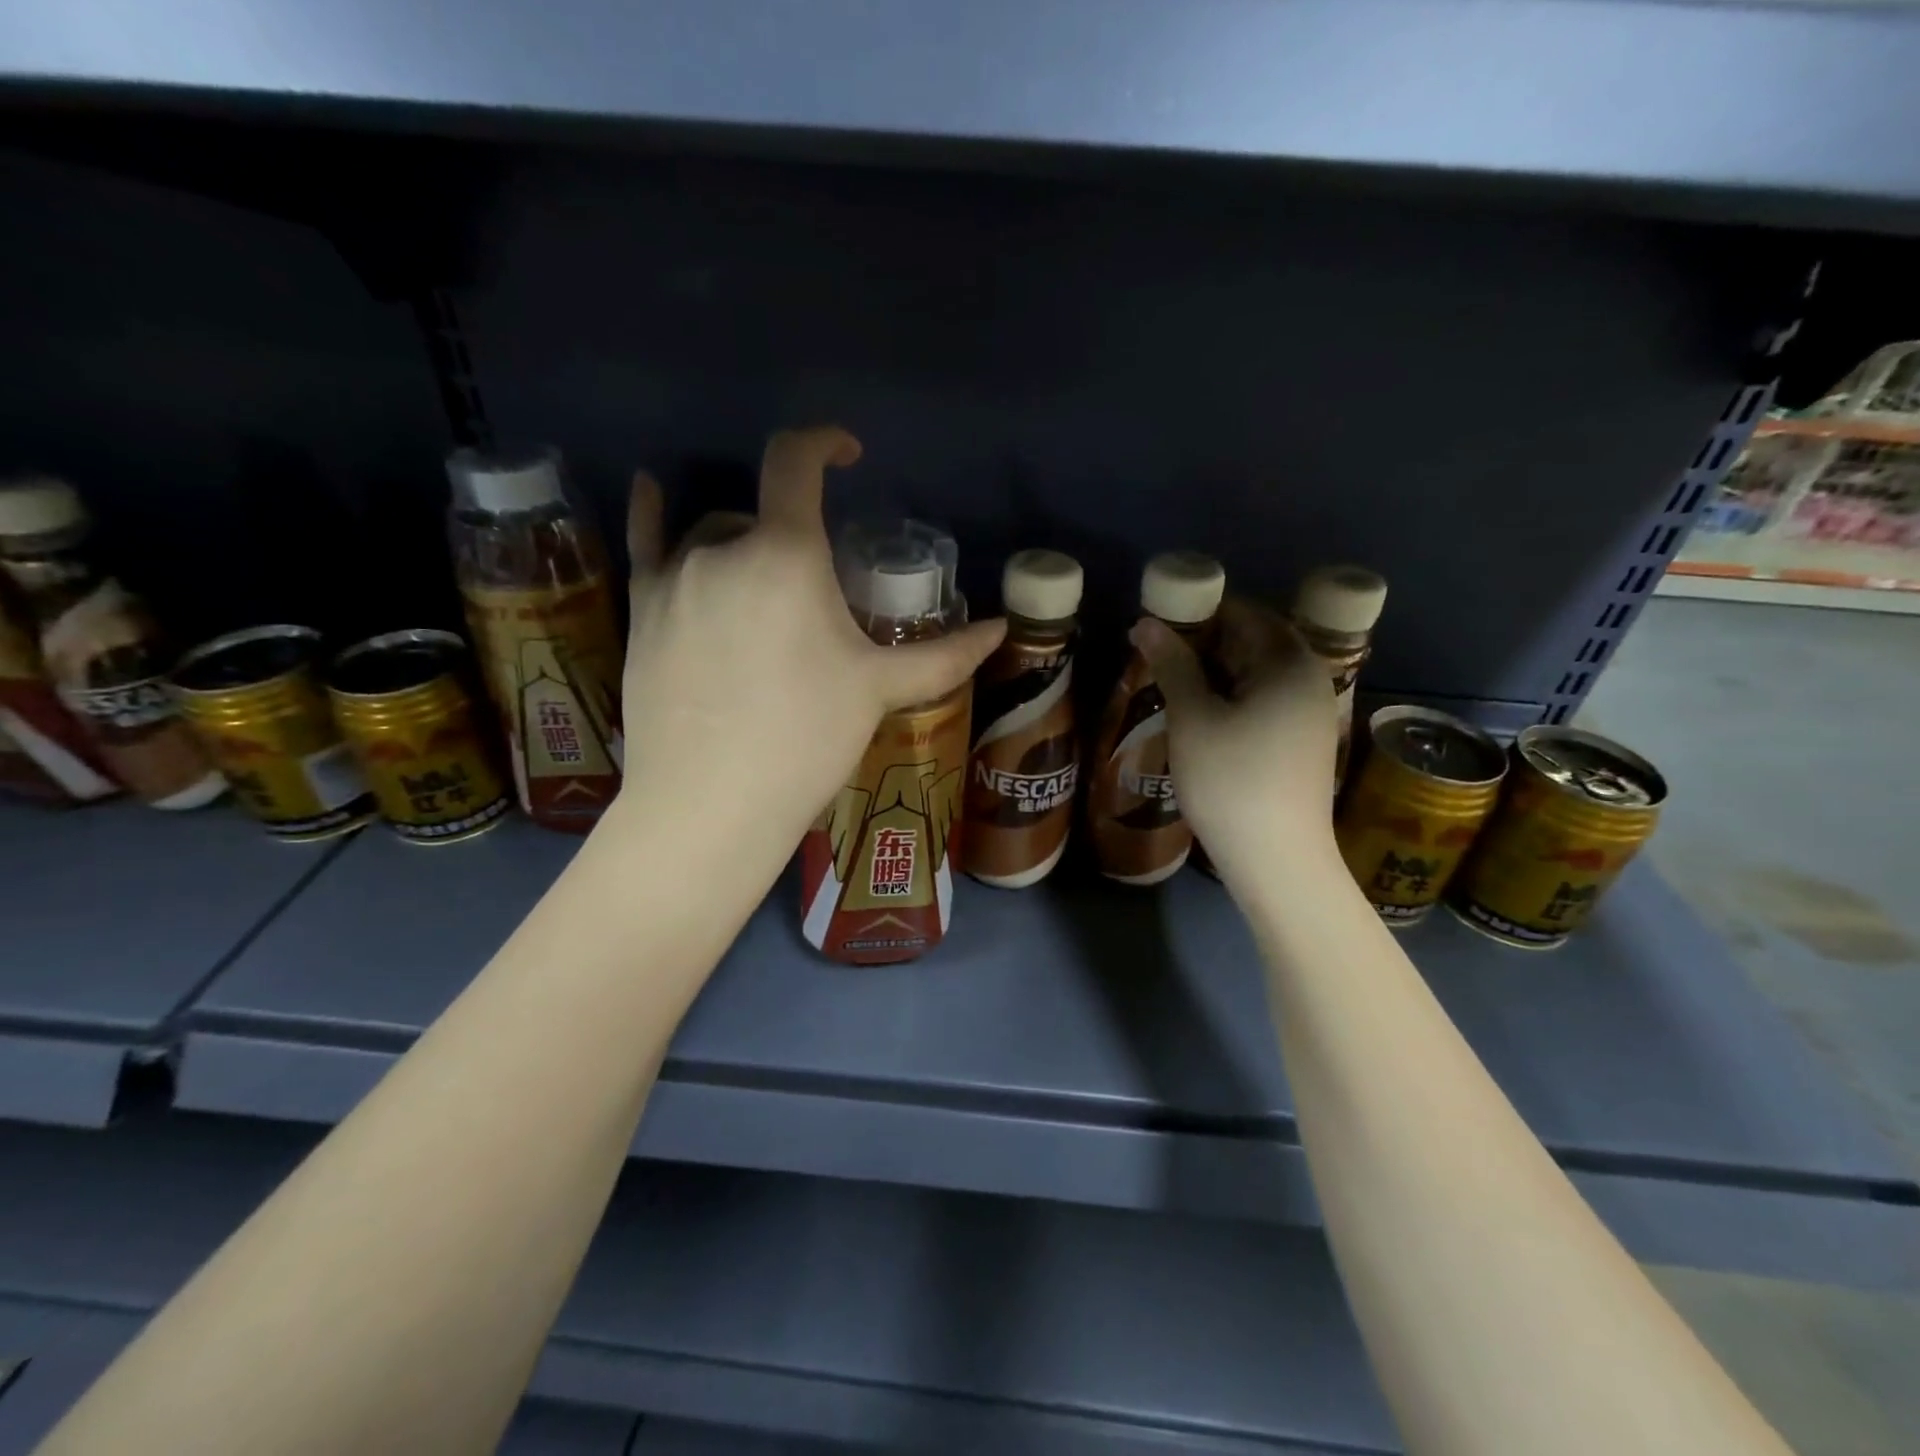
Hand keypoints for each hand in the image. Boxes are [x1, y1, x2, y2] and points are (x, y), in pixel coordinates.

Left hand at [613, 426, 1004, 876]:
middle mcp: (721, 548)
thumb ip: (944, 656)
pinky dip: (654, 514)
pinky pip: (646, 543)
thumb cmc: (805, 739)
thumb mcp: (879, 691)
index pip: (796, 463)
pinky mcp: (641, 611)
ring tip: (765, 598)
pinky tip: (653, 492)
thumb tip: (1001, 631)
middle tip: (815, 591)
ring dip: (744, 547)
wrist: (710, 803)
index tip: (847, 454)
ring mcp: (673, 578)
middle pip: (760, 513)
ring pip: (713, 536)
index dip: (824, 443)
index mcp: (785, 555)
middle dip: (792, 534)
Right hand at [1130, 598, 1337, 879]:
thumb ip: (1172, 663)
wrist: (1277, 860)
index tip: (1157, 627)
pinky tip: (1200, 718)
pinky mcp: (1304, 742)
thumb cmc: (1230, 780)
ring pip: (1256, 675)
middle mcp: (1310, 679)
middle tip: (1157, 659)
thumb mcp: (1193, 717)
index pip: (1242, 613)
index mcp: (1289, 662)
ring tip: (1170, 688)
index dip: (1197, 614)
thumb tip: (1145, 622)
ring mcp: (1311, 713)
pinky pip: (1265, 702)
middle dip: (1203, 645)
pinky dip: (1231, 699)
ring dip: (1214, 675)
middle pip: (1252, 642)